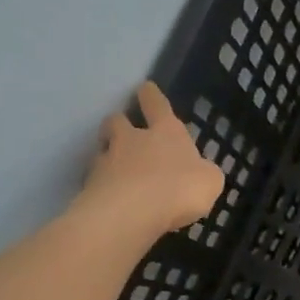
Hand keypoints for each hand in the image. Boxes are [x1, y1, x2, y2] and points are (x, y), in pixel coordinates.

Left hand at [81, 82, 224, 234]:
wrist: (131, 212)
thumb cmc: (178, 189)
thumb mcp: (209, 181)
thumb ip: (204, 173)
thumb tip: (200, 171)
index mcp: (165, 132)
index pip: (156, 104)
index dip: (151, 95)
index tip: (145, 87)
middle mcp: (132, 139)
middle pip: (118, 120)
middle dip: (120, 122)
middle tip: (123, 131)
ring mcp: (107, 161)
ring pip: (101, 147)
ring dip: (107, 152)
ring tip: (114, 167)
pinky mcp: (90, 186)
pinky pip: (95, 179)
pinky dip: (102, 185)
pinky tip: (110, 198)